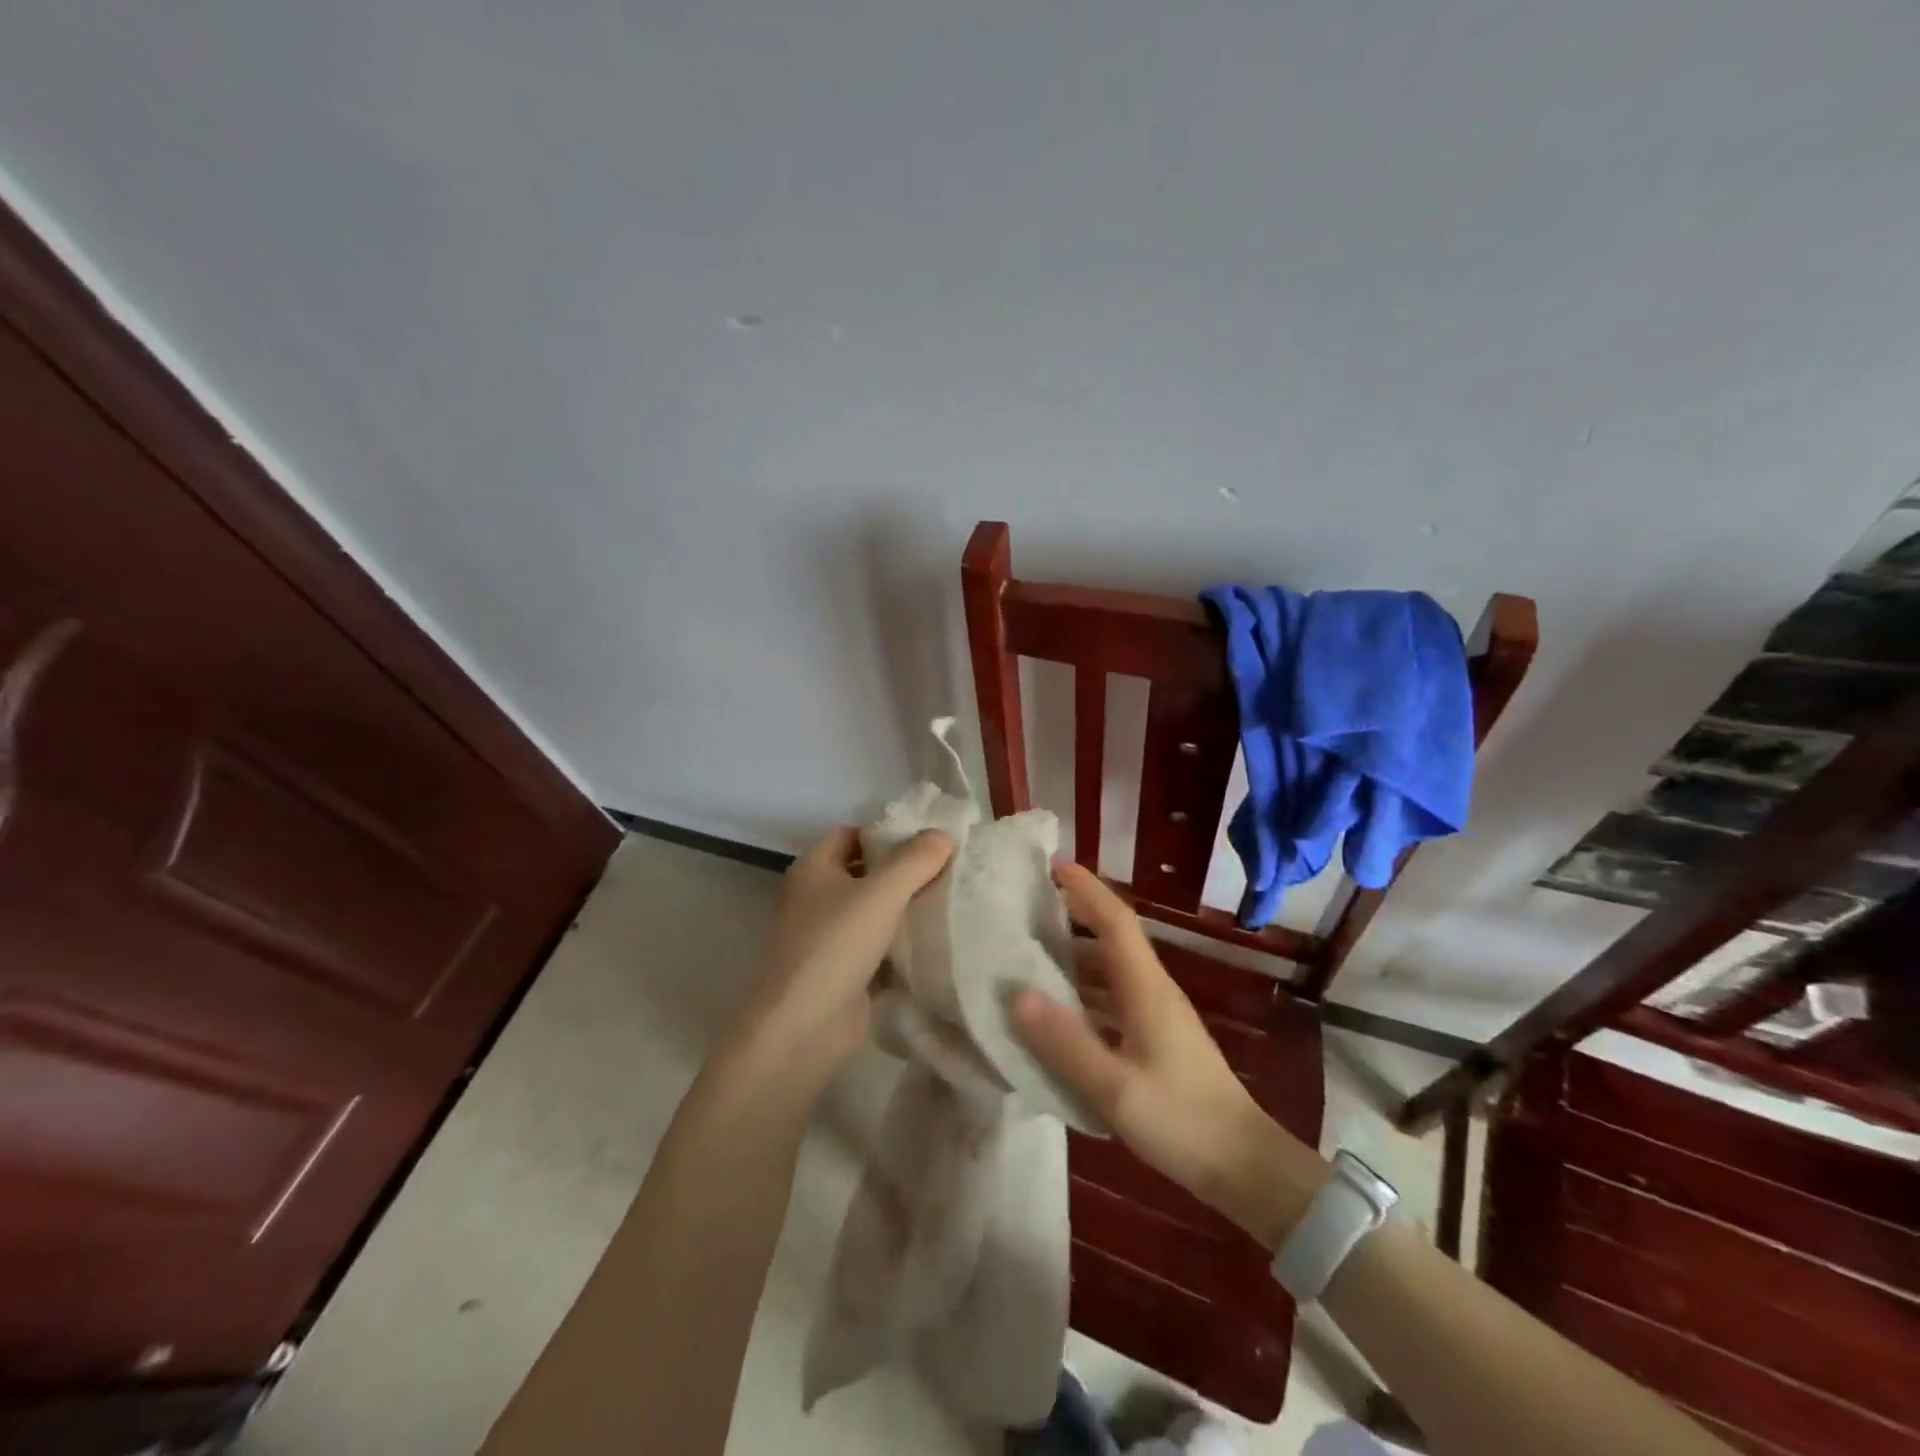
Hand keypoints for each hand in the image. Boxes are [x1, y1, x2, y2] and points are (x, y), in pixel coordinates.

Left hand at [731, 826, 952, 1087]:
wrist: (805, 1026)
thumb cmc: (837, 944)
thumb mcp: (881, 893)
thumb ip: (915, 860)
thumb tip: (942, 835)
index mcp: (813, 868)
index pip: (852, 835)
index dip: (886, 833)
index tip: (928, 840)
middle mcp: (816, 897)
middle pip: (865, 872)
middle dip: (902, 871)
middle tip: (947, 868)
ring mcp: (827, 936)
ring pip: (873, 911)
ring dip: (905, 909)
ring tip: (950, 900)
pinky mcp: (842, 970)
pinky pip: (877, 946)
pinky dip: (900, 944)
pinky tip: (935, 940)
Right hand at [1011, 865, 1326, 1244]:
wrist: (1245, 1167)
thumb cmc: (1181, 1120)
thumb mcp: (1114, 1087)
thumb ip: (1065, 1041)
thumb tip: (1016, 993)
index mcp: (1146, 988)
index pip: (1115, 920)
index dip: (1086, 889)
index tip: (1053, 866)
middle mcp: (1153, 991)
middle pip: (1113, 938)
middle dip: (1076, 914)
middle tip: (1029, 908)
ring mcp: (1158, 1016)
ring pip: (1113, 970)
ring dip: (1078, 954)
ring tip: (1033, 954)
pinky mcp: (1157, 1040)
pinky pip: (1114, 998)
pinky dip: (1085, 991)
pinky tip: (1060, 1011)